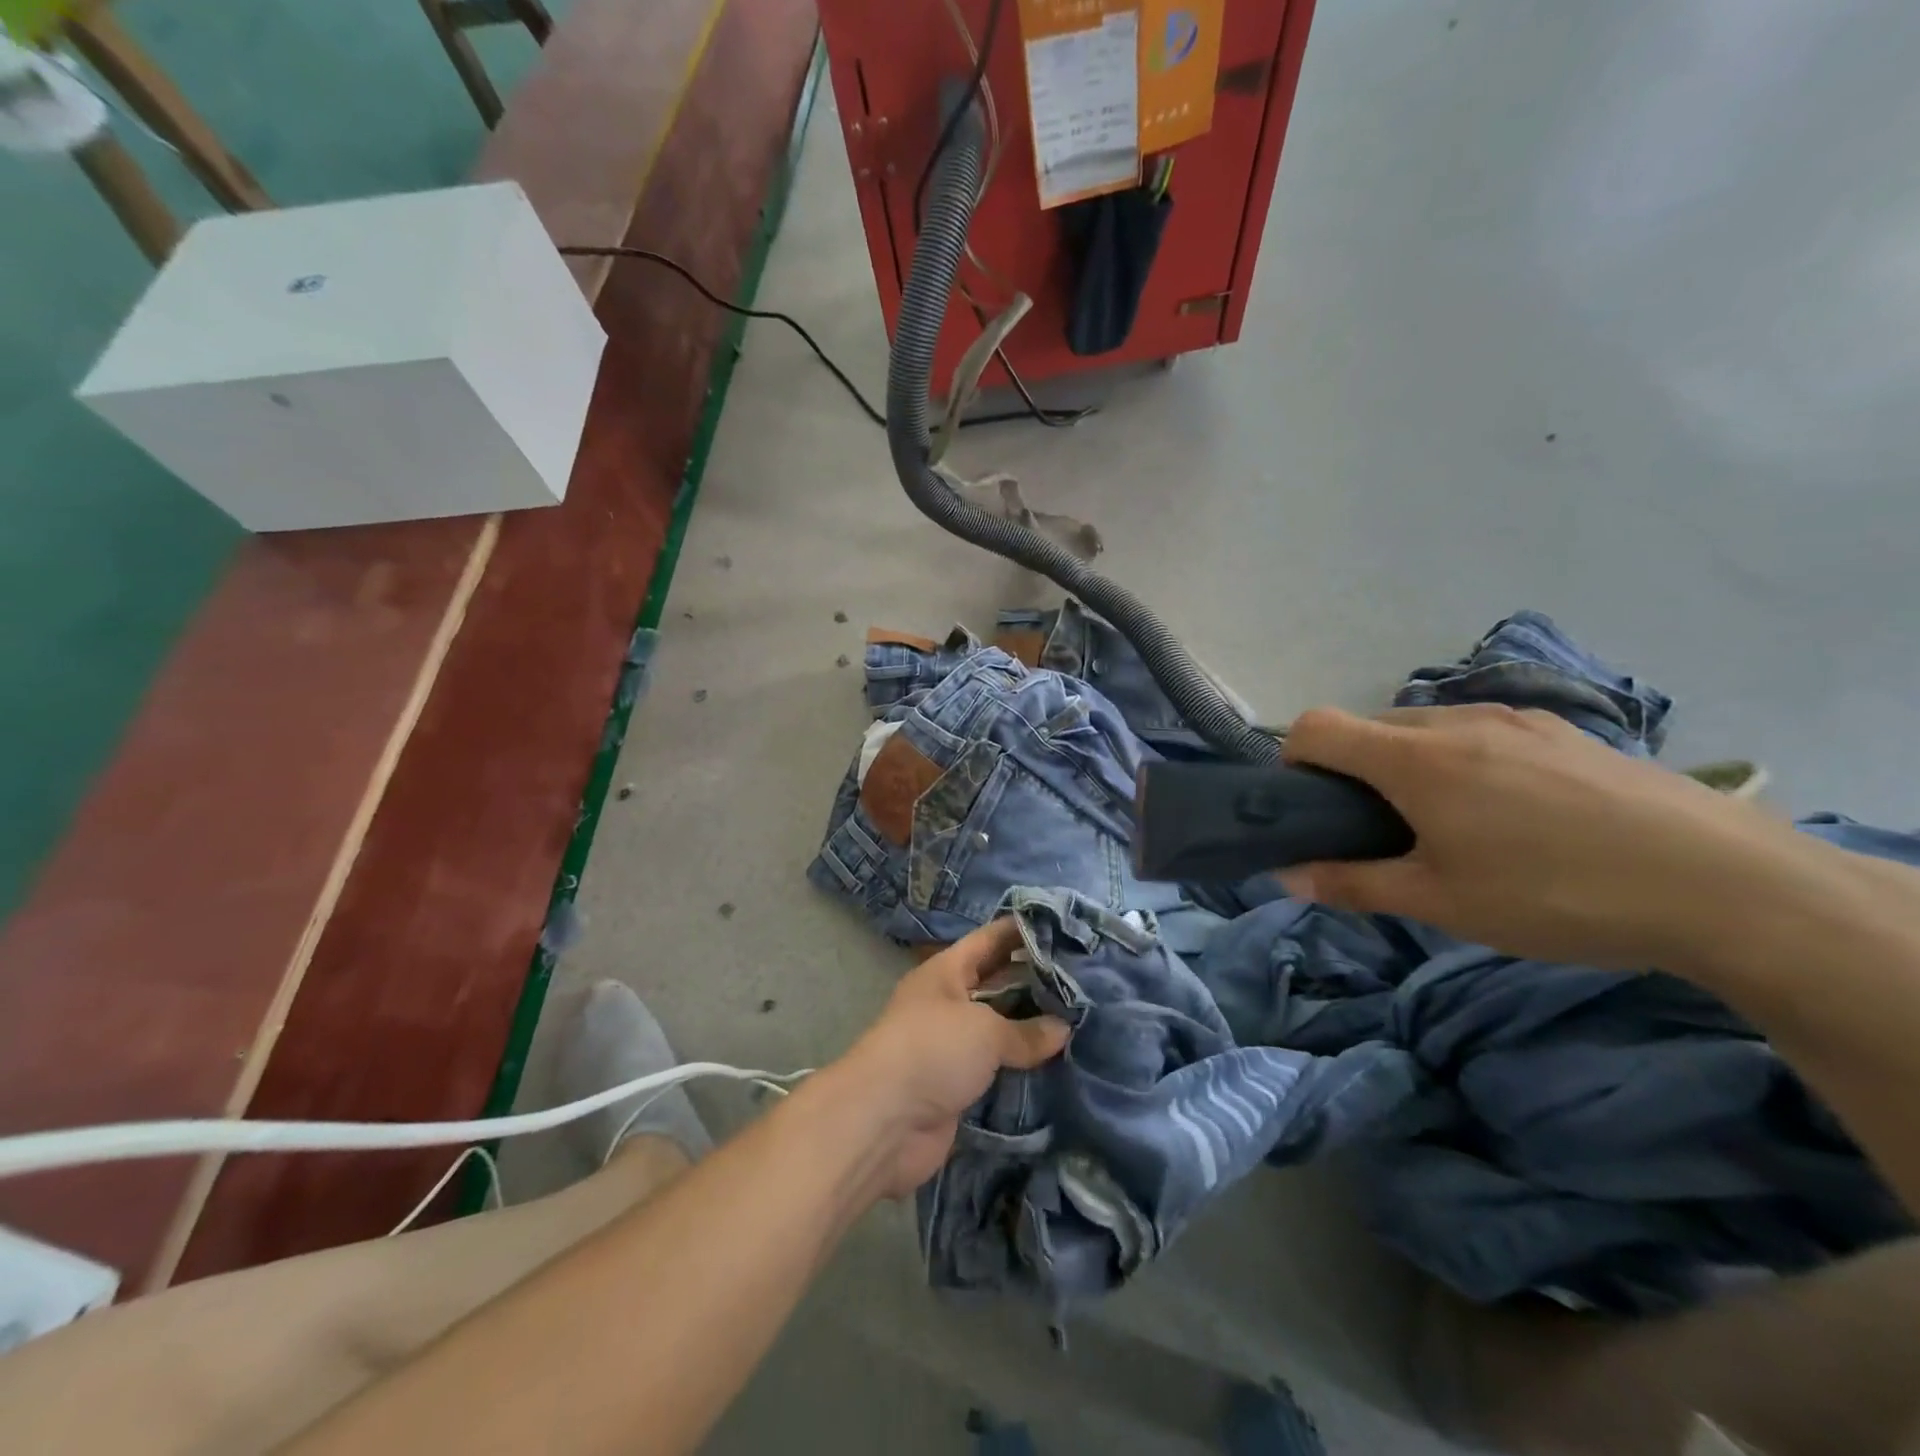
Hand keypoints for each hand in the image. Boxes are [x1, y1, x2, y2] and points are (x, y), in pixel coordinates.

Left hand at [835, 918, 1068, 1197]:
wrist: (884, 1121)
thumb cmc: (932, 1050)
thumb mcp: (985, 1030)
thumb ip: (1026, 1030)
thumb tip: (1063, 1029)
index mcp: (946, 971)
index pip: (990, 940)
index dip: (1023, 931)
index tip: (1063, 928)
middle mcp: (948, 1002)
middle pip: (997, 982)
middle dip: (1035, 980)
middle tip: (1085, 978)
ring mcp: (951, 1045)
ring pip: (999, 1027)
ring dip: (1032, 1026)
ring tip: (1082, 1018)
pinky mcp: (957, 1084)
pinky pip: (996, 1066)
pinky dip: (1022, 1065)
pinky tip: (1060, 1062)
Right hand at [1278, 704, 1809, 967]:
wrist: (1728, 886)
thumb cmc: (1556, 895)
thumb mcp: (1441, 903)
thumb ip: (1352, 884)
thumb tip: (1286, 876)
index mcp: (1413, 758)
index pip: (1316, 726)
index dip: (1293, 760)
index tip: (1312, 808)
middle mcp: (1455, 722)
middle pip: (1368, 726)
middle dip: (1353, 770)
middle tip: (1383, 830)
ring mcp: (1515, 720)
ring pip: (1425, 728)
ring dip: (1408, 764)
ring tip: (1451, 824)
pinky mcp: (1563, 731)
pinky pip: (1480, 731)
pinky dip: (1462, 760)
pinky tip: (1513, 813)